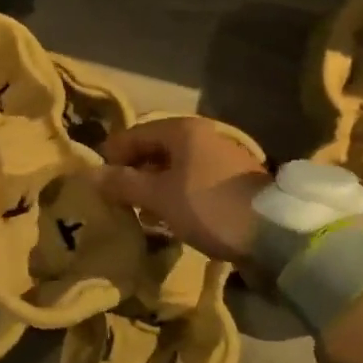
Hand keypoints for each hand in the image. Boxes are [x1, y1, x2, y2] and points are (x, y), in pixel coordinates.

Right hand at [98, 116, 269, 263]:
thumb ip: (122, 184)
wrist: (273, 233)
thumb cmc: (208, 206)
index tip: (97, 181)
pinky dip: (175, 193)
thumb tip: (89, 175)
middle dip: (133, 171)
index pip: (134, 134)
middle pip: (155, 148)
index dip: (112, 155)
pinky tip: (169, 216)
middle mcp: (202, 135)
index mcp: (182, 130)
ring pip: (175, 166)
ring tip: (139, 210)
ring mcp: (221, 156)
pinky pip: (192, 180)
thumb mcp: (158, 197)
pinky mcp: (233, 180)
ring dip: (154, 185)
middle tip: (116, 197)